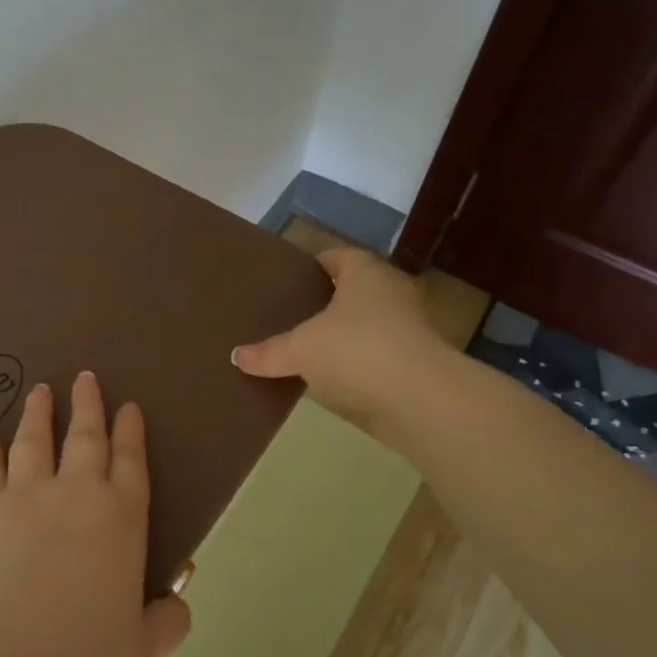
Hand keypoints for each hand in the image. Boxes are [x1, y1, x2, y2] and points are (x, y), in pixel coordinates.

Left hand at [0, 372, 191, 656]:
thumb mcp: (142, 649)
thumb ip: (167, 621)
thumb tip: (178, 604)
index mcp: (121, 519)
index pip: (130, 461)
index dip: (130, 432)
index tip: (128, 407)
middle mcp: (75, 493)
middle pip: (85, 437)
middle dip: (88, 405)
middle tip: (86, 377)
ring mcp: (24, 495)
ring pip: (34, 441)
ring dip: (39, 414)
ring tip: (40, 391)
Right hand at [231, 248, 445, 445]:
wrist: (421, 399)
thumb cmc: (357, 351)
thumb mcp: (301, 350)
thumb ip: (268, 352)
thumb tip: (235, 356)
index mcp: (365, 273)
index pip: (337, 257)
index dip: (314, 266)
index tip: (290, 281)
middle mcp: (392, 292)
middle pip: (353, 290)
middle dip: (326, 302)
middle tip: (292, 315)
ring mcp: (409, 328)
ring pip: (367, 324)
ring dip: (344, 335)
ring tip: (308, 349)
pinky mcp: (416, 362)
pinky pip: (377, 355)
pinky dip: (358, 363)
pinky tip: (333, 379)